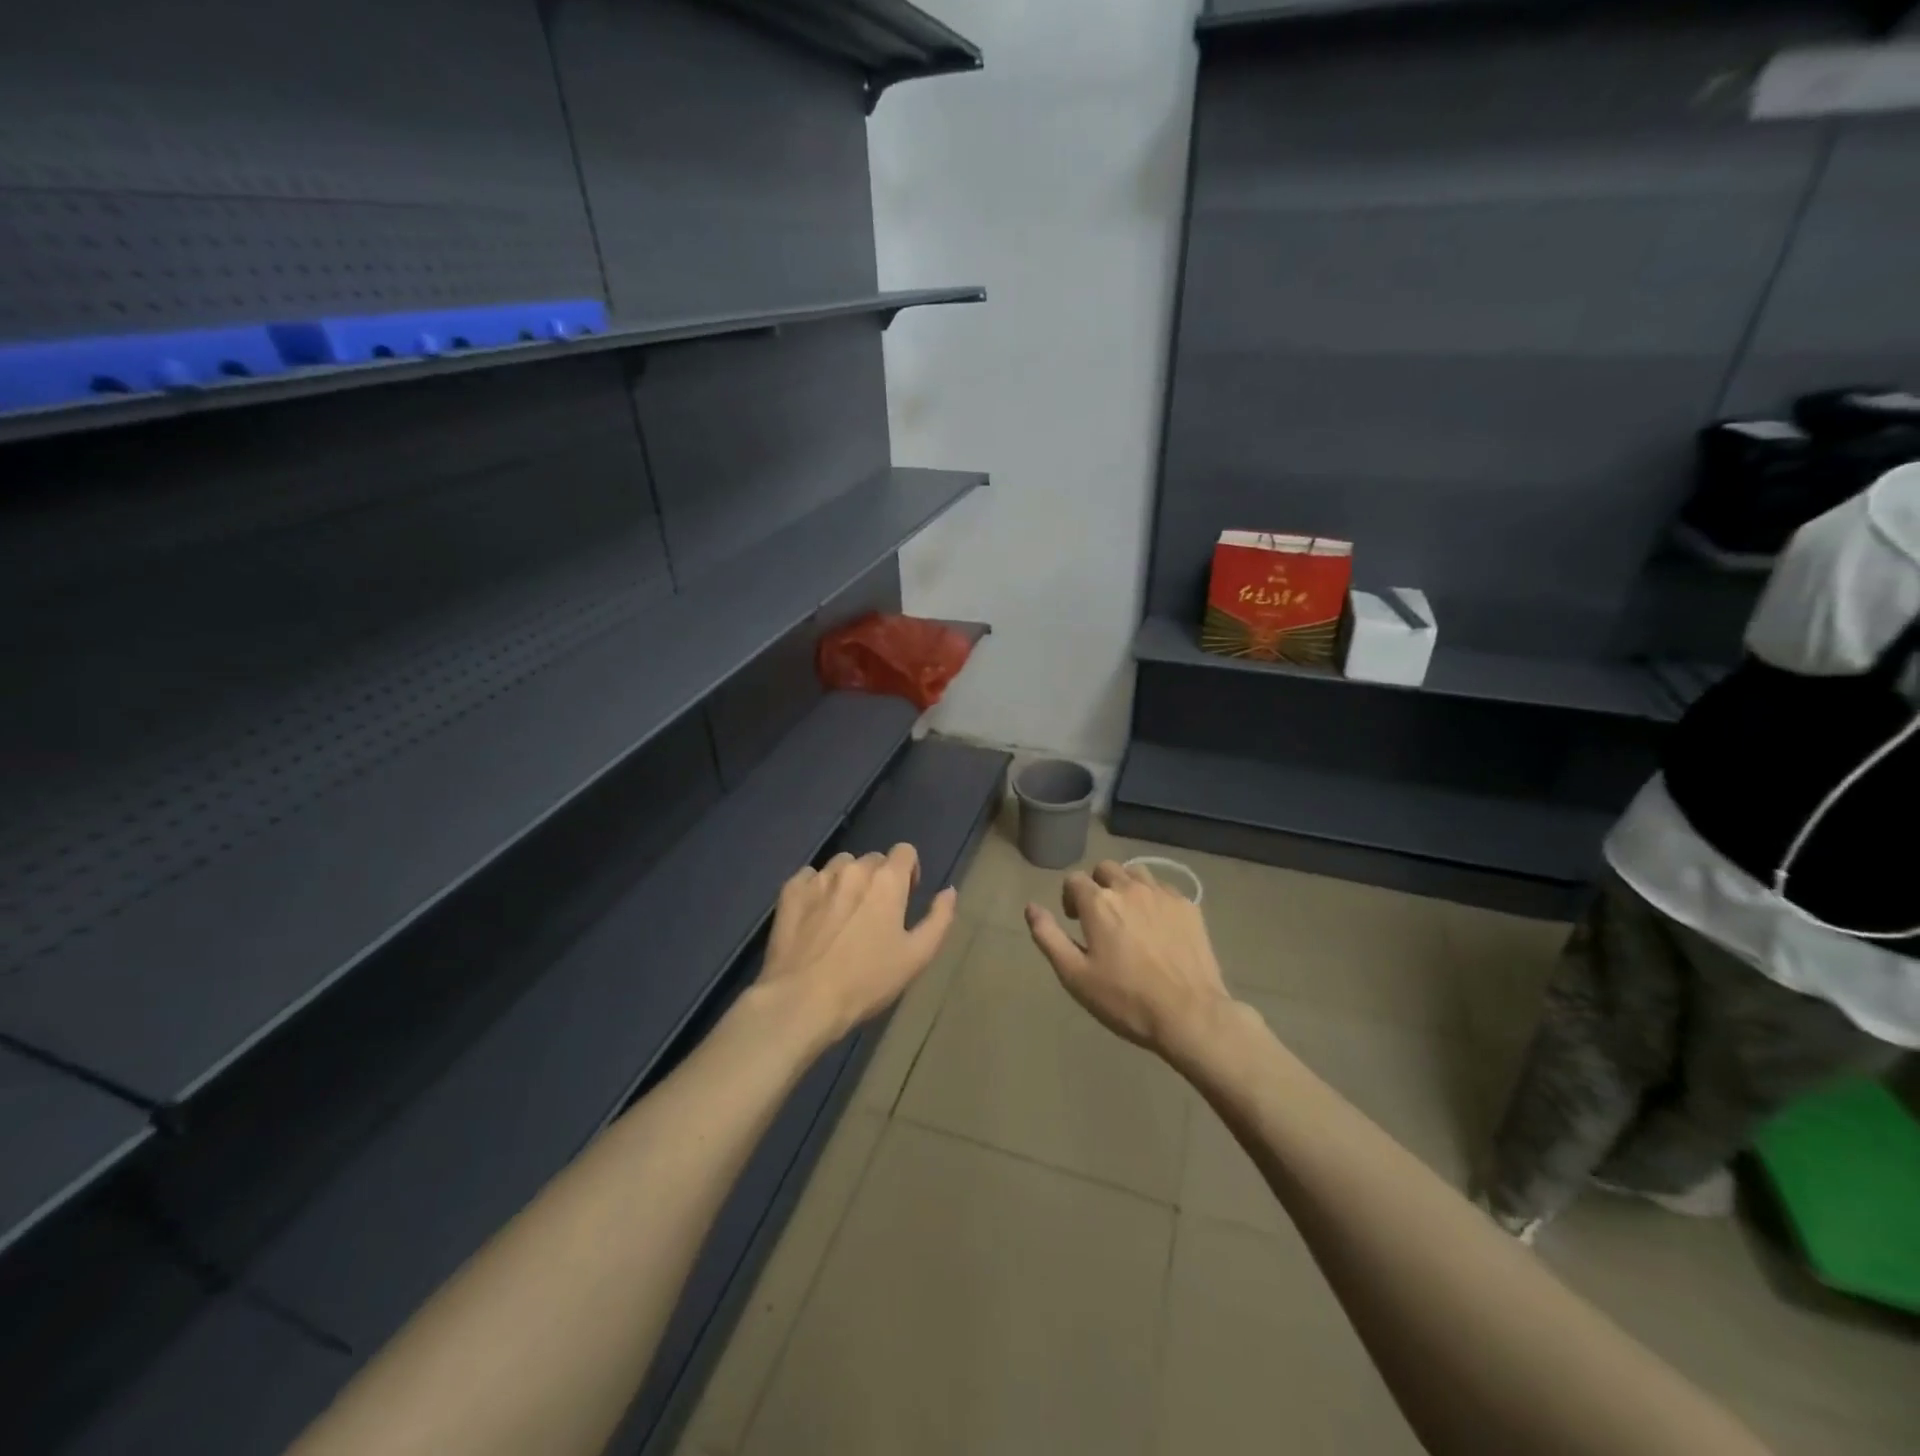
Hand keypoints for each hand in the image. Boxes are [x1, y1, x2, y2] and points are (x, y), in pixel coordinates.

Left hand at [758, 844, 958, 1041]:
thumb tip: (949, 891)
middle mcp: (853, 869)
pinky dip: (816, 889)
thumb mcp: (917, 956)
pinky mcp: (790, 891)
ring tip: (843, 915)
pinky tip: (815, 916)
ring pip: (841, 865)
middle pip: (872, 859)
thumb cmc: (867, 980)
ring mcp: (818, 878)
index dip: (909, 871)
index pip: (905, 851)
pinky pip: (809, 876)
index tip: (904, 898)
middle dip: (878, 879)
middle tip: (874, 915)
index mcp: (887, 880)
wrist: (803, 999)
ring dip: (848, 881)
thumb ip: (939, 918)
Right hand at [1025, 860, 1236, 1057]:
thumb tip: (1031, 907)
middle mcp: (1129, 888)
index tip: (1075, 922)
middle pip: (1106, 869)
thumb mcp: (1075, 975)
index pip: (1074, 880)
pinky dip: (1154, 898)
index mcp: (1098, 902)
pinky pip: (1164, 888)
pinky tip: (1158, 925)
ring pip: (1137, 873)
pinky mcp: (1189, 907)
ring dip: (1126, 886)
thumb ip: (1048, 936)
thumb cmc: (1125, 999)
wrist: (1190, 1015)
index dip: (1069, 897)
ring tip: (1130, 916)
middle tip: (1101, 917)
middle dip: (1098, 885)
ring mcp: (1162, 894)